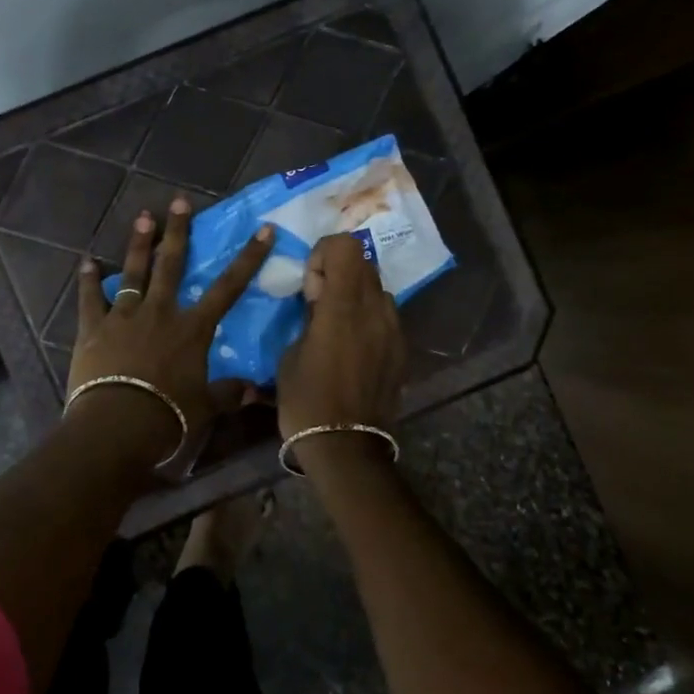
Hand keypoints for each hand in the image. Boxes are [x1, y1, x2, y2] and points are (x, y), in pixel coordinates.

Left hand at [67, 198, 274, 467]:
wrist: (117, 424)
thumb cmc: (168, 416)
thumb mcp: (205, 407)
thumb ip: (229, 393)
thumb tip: (257, 391)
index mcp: (192, 329)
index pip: (228, 287)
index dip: (248, 258)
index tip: (262, 230)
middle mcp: (160, 312)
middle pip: (172, 264)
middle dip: (178, 231)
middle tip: (179, 201)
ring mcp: (124, 317)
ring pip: (133, 273)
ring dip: (139, 244)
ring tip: (143, 217)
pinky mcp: (94, 328)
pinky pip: (91, 299)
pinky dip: (88, 281)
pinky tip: (86, 262)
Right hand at [277, 233, 406, 439]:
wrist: (346, 446)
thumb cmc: (306, 400)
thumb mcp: (290, 354)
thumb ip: (308, 317)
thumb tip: (319, 301)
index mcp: (343, 307)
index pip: (347, 246)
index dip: (324, 253)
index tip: (310, 282)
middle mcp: (376, 310)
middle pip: (364, 263)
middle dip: (339, 272)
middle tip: (319, 302)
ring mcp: (394, 330)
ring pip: (378, 289)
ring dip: (356, 295)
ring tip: (337, 326)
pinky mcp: (402, 350)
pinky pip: (386, 317)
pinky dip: (369, 319)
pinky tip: (353, 348)